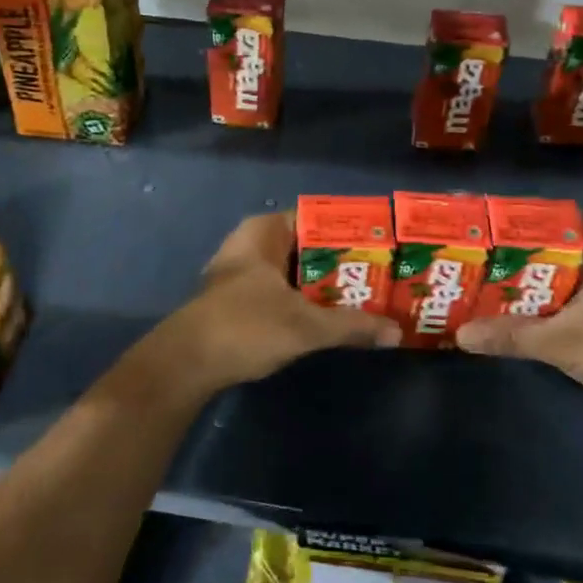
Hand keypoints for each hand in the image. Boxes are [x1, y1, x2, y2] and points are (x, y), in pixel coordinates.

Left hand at [133, 211, 401, 399]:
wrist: (186, 364)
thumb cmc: (245, 326)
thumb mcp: (306, 325)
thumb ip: (352, 326)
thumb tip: (396, 333)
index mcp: (264, 232)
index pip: (316, 218)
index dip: (350, 232)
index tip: (382, 247)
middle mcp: (252, 244)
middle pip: (308, 247)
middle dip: (342, 263)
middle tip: (382, 276)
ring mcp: (242, 273)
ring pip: (295, 272)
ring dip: (324, 286)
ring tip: (366, 297)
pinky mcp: (238, 301)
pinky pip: (282, 291)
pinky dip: (305, 301)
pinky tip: (330, 318)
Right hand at [455, 229, 582, 405]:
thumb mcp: (561, 342)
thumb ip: (510, 336)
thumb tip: (459, 335)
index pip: (534, 226)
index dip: (497, 234)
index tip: (463, 241)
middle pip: (536, 253)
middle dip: (501, 265)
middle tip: (459, 269)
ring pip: (546, 278)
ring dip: (516, 288)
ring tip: (472, 291)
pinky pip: (557, 296)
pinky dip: (534, 305)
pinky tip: (507, 316)